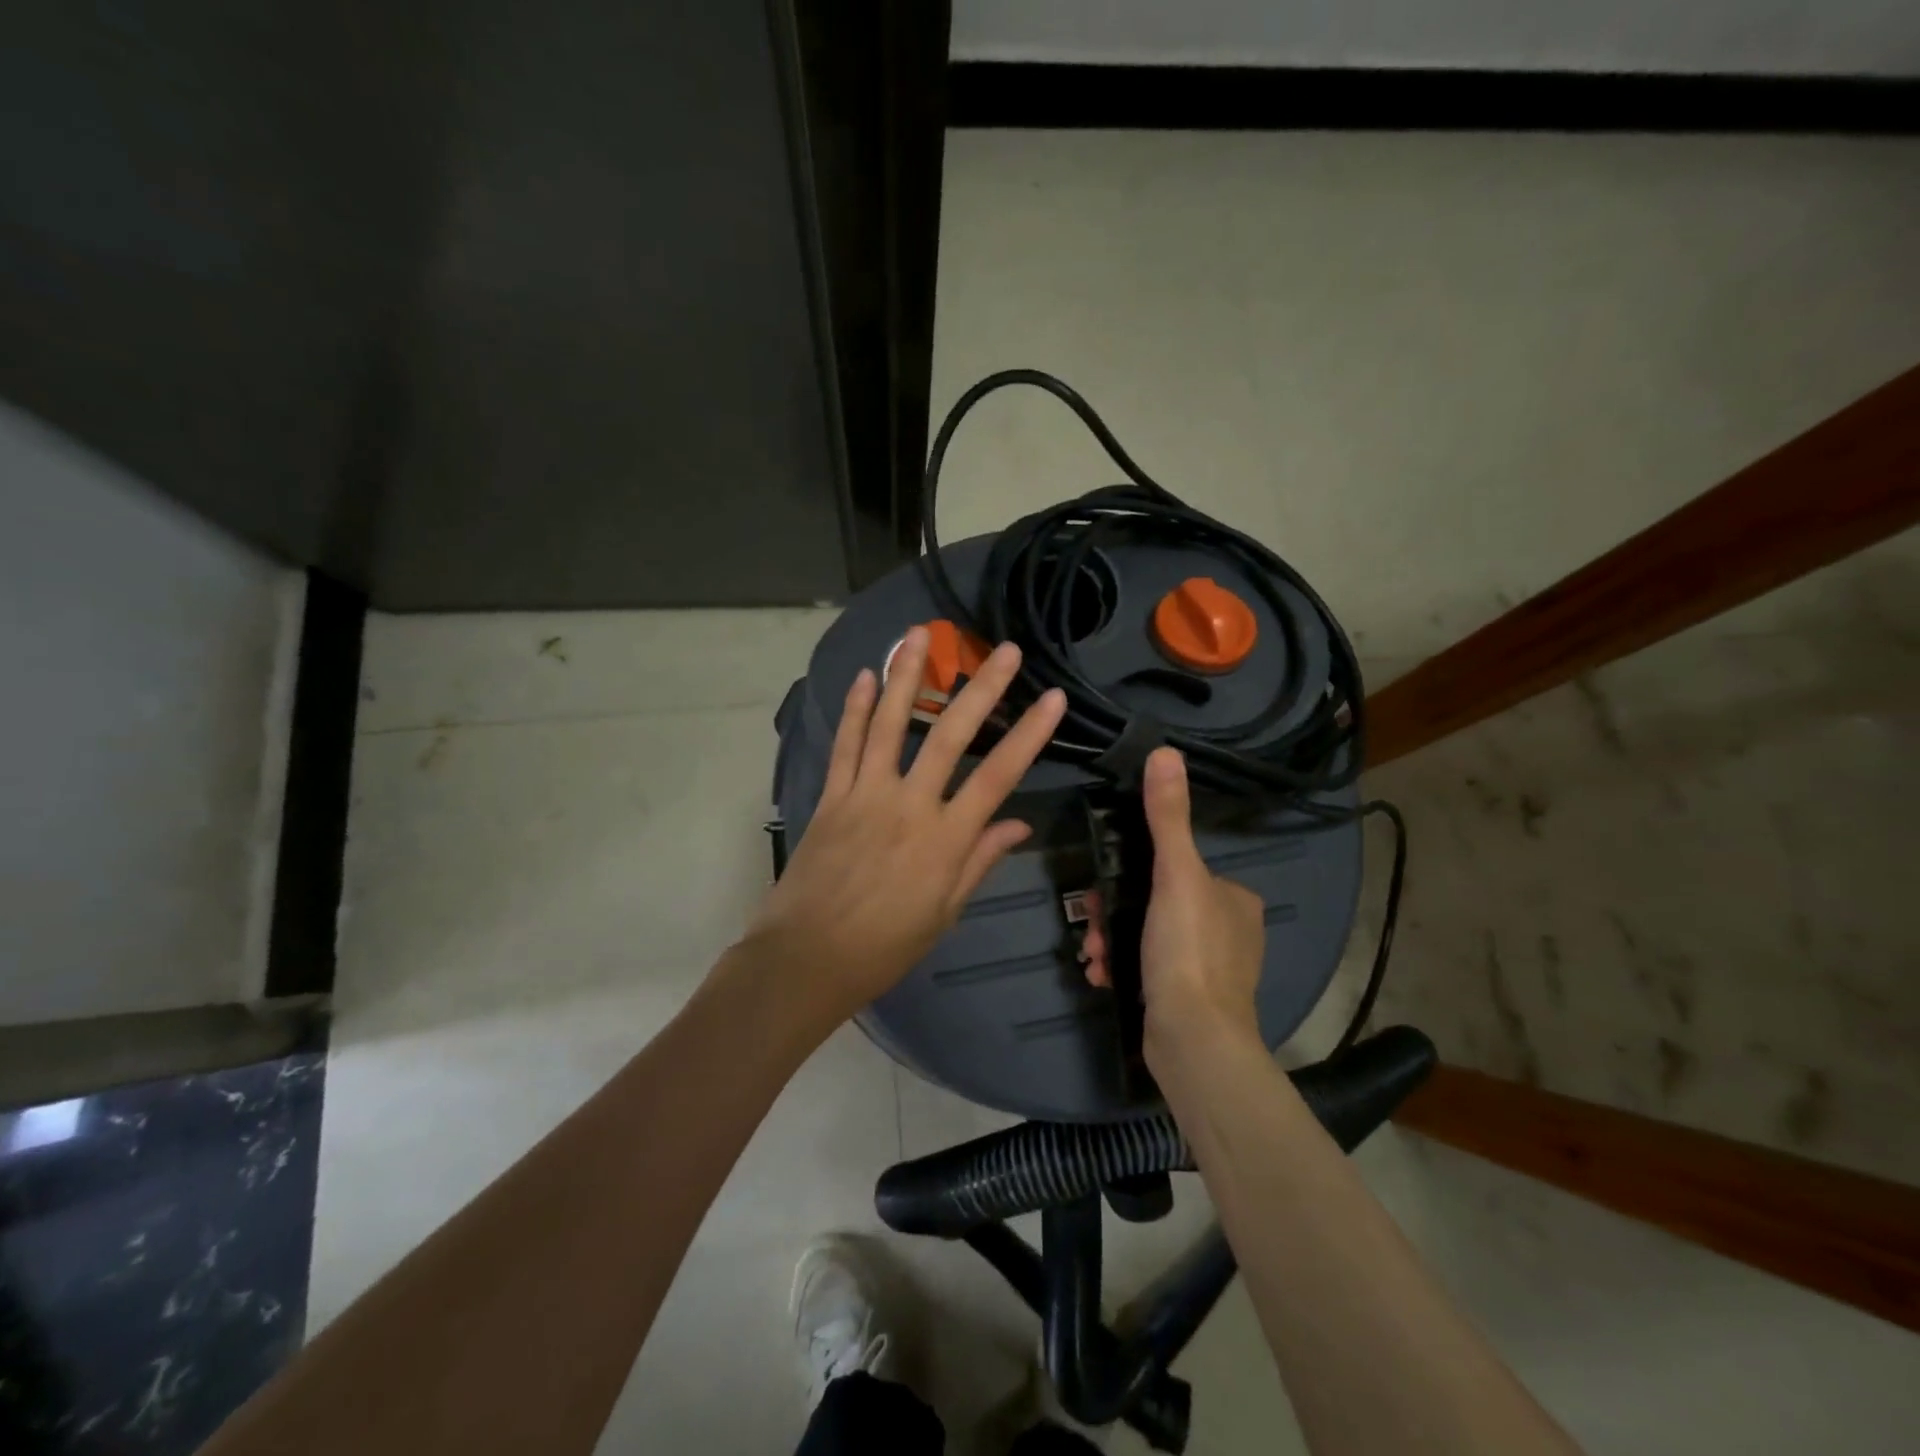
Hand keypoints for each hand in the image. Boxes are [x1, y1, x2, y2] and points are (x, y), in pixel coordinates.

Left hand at [743, 626, 1067, 1026]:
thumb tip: (1019, 825)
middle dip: (980, 689)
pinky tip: (863, 677)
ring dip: (906, 676)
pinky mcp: (830, 797)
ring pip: (889, 724)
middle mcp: (908, 805)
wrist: (807, 959)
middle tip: (1003, 649)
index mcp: (945, 839)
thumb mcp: (944, 912)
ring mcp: (865, 795)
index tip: (1053, 698)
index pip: (998, 776)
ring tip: (919, 635)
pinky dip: (853, 710)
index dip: (1029, 735)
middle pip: (949, 736)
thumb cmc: (884, 946)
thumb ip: (980, 861)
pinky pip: (844, 746)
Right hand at [1081, 748, 1266, 1069]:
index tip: (1102, 885)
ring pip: (1147, 936)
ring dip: (1112, 939)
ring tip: (1092, 954)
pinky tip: (1100, 975)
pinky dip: (1121, 966)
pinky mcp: (1190, 1000)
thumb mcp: (1176, 876)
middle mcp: (1229, 930)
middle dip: (1115, 912)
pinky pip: (1148, 968)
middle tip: (1091, 926)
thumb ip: (1168, 818)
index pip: (1178, 867)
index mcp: (1235, 898)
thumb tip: (1165, 752)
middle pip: (1155, 902)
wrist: (1193, 1041)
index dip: (1134, 872)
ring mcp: (1210, 968)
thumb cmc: (1188, 951)